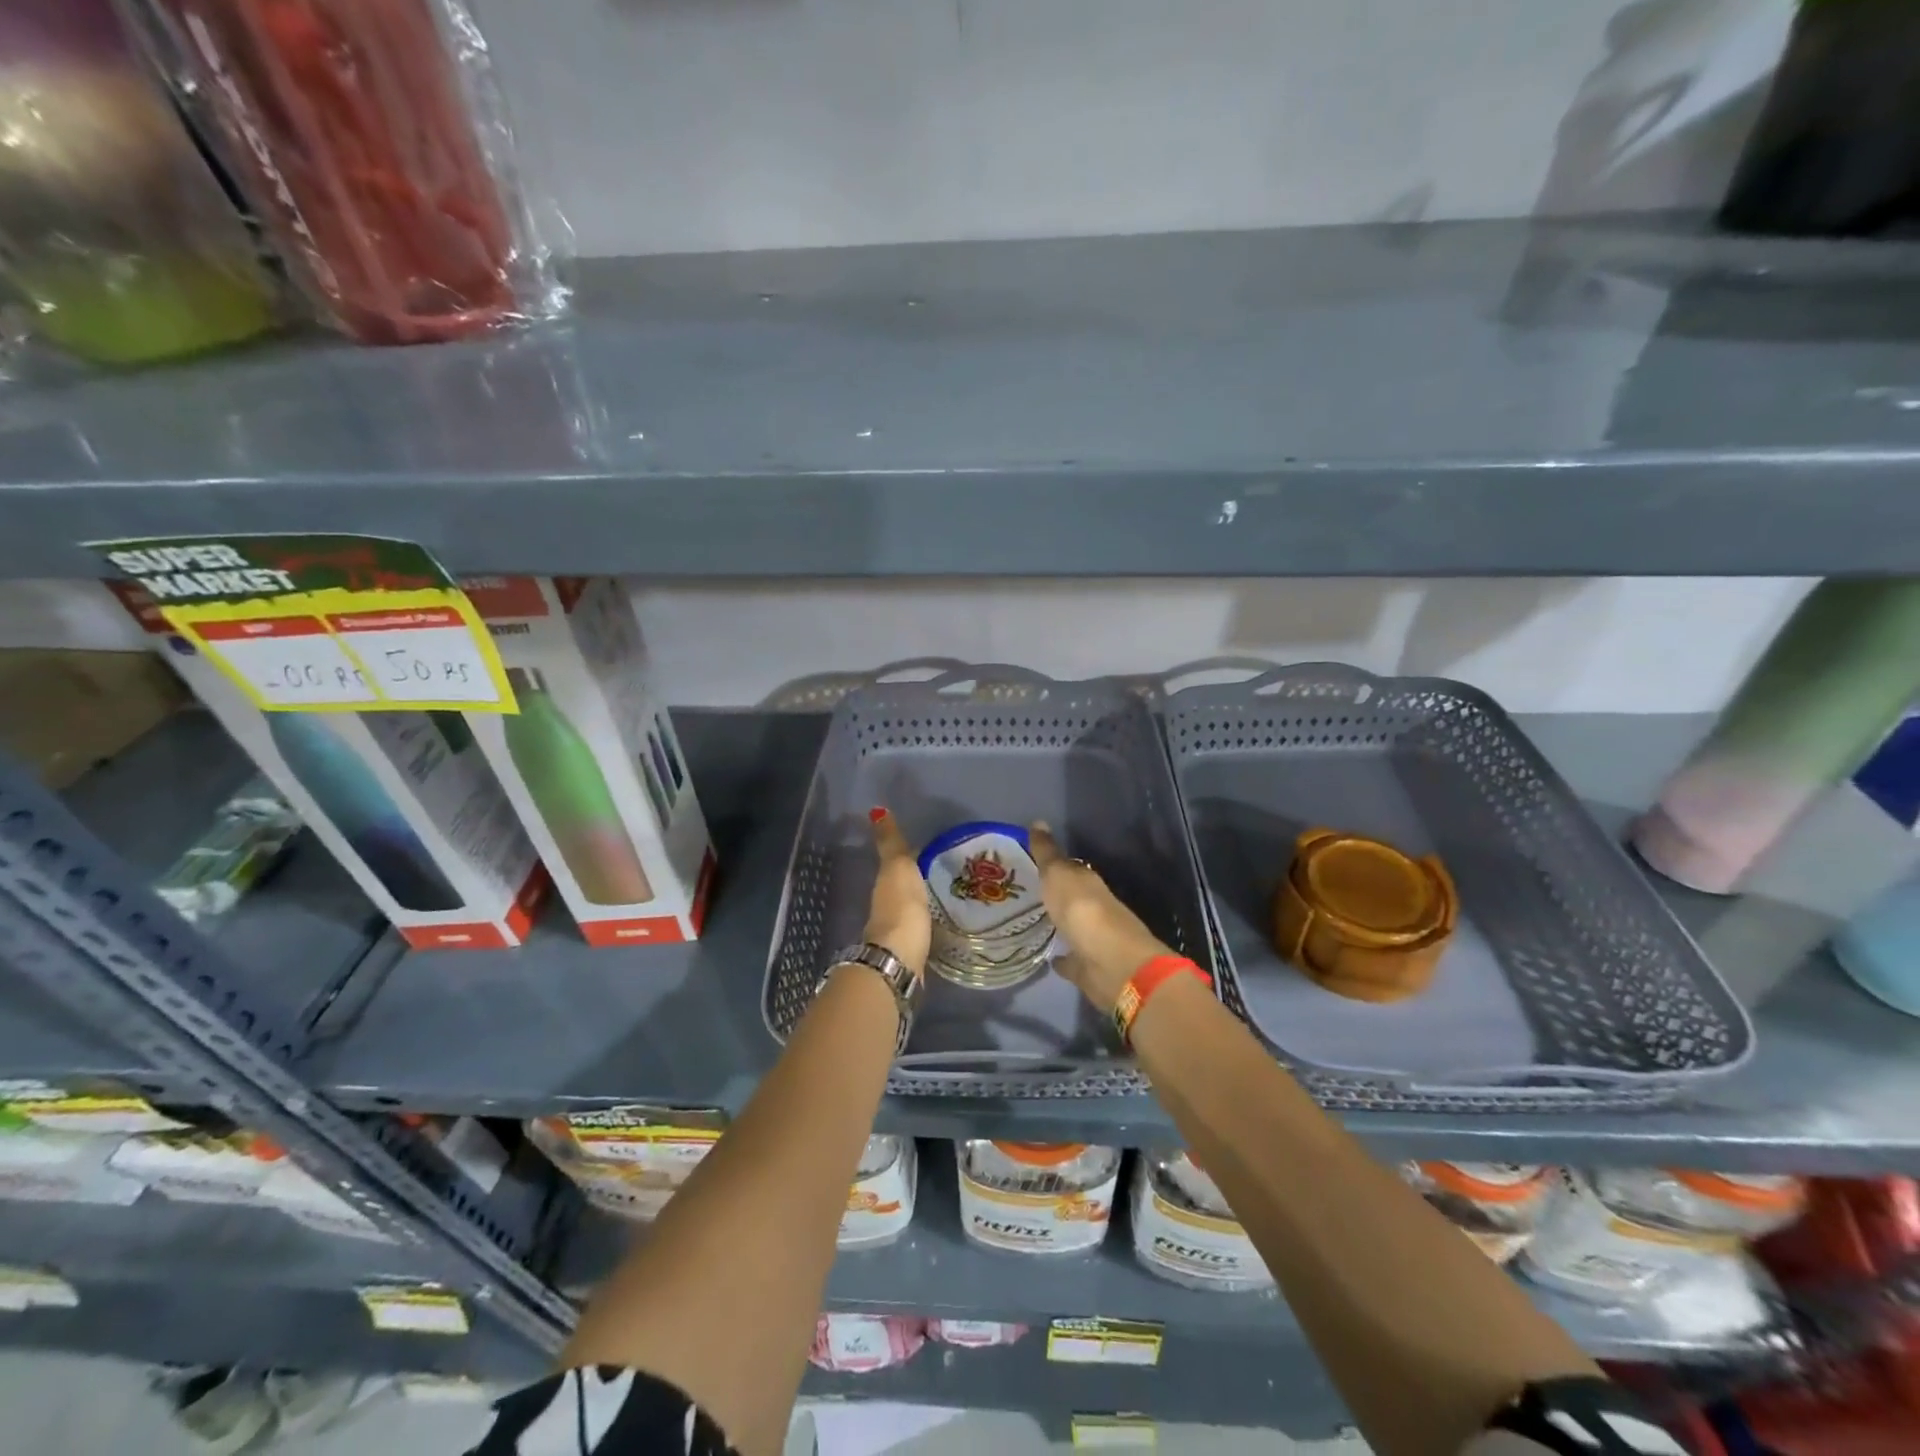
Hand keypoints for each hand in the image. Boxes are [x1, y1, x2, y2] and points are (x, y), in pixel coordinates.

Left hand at [863, 808, 930, 976]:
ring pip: (911, 909)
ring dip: (924, 902)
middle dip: (918, 880)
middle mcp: (886, 907)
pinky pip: (920, 928)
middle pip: (902, 888)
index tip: (928, 849)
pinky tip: (943, 921)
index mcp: (884, 885)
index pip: (895, 864)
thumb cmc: (900, 907)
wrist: (899, 959)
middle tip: (944, 871)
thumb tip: (876, 810)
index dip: (908, 856)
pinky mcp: (911, 951)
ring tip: (949, 895)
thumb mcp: (897, 868)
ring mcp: (897, 931)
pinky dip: (928, 922)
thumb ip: (891, 843)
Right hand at [1029, 822, 1170, 1012]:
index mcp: (1088, 883)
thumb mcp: (1059, 874)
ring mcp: (1093, 940)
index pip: (1069, 869)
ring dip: (1058, 924)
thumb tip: (1038, 821)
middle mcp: (1093, 908)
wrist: (1111, 962)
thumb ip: (1047, 853)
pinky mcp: (1088, 968)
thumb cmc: (1083, 910)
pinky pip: (1072, 960)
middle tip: (1026, 892)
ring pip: (1072, 928)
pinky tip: (1049, 957)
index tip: (1030, 863)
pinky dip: (1063, 958)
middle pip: (1071, 898)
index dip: (1051, 865)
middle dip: (1054, 895)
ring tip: (1032, 921)